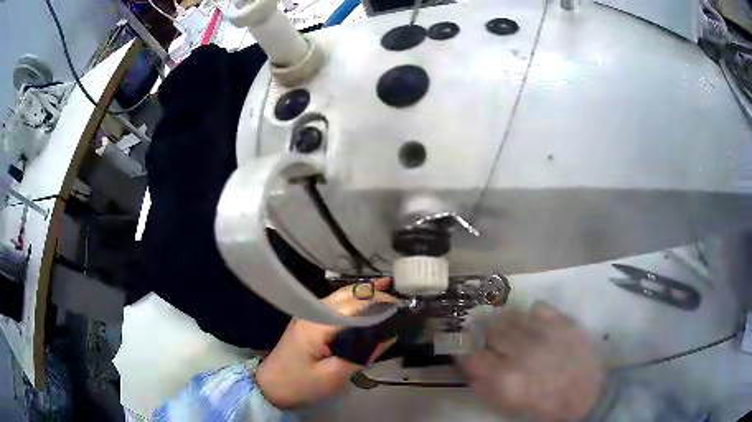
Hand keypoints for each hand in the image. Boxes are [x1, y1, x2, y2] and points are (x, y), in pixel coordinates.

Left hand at [256, 279, 395, 408]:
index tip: (403, 310)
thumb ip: (362, 354)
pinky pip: (337, 304)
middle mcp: (312, 311)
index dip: (381, 304)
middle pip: (349, 295)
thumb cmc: (301, 384)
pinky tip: (369, 300)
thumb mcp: (334, 376)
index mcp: (317, 324)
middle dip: (377, 296)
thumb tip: (389, 335)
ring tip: (393, 296)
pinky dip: (356, 301)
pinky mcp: (309, 319)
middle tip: (402, 305)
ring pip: (343, 296)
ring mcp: (309, 313)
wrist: (271, 386)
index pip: (355, 306)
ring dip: (367, 295)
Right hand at [460, 301, 603, 420]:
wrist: (588, 397)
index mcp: (506, 378)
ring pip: (512, 314)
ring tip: (508, 328)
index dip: (466, 352)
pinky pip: (539, 307)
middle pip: (491, 329)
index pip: (472, 356)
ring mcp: (545, 333)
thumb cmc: (544, 408)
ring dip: (505, 321)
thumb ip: (484, 387)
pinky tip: (534, 324)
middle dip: (484, 333)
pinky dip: (532, 314)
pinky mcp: (564, 322)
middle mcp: (522, 351)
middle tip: (488, 338)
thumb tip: (468, 367)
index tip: (468, 352)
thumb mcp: (508, 407)